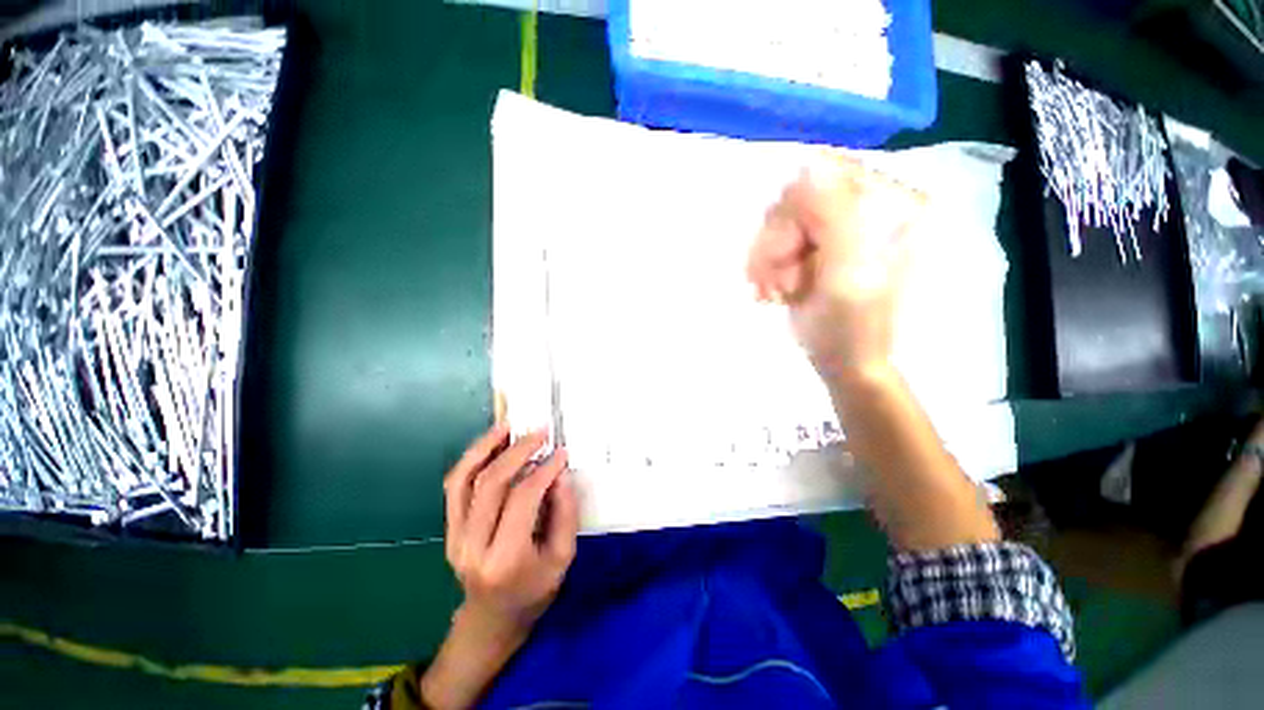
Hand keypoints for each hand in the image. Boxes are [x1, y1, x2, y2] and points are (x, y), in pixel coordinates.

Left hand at [443, 425, 578, 636]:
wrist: (491, 620)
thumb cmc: (534, 591)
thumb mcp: (562, 558)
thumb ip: (565, 513)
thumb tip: (560, 473)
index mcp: (505, 558)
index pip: (522, 499)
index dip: (543, 470)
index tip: (560, 452)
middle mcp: (473, 545)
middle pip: (491, 484)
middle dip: (518, 451)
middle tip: (540, 433)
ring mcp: (455, 536)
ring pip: (465, 480)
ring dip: (487, 447)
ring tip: (508, 426)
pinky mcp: (449, 529)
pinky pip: (455, 486)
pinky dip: (471, 459)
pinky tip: (489, 443)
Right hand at [747, 156, 924, 381]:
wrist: (844, 361)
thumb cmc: (850, 326)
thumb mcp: (847, 273)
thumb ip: (834, 216)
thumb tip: (810, 162)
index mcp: (888, 205)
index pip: (824, 177)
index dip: (791, 216)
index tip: (785, 255)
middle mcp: (863, 208)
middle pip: (795, 200)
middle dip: (775, 244)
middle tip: (776, 283)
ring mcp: (835, 229)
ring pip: (778, 223)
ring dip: (766, 261)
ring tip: (772, 293)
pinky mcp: (814, 248)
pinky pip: (775, 242)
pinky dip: (765, 268)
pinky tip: (771, 292)